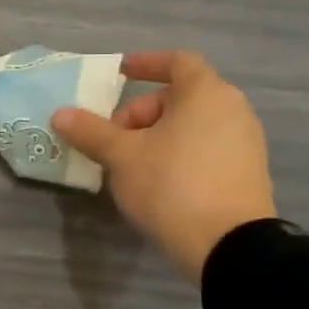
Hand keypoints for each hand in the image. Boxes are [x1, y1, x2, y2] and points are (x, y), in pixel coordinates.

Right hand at [51, 50, 276, 281]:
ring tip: (128, 164)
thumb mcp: (122, 157)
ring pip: (191, 126)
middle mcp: (233, 110)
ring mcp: (245, 143)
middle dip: (140, 113)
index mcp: (206, 93)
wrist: (230, 247)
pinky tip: (156, 183)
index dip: (146, 63)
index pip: (177, 61)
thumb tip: (60, 114)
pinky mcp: (248, 173)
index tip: (119, 73)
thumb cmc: (172, 185)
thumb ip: (91, 131)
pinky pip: (205, 149)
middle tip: (113, 139)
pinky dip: (178, 154)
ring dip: (156, 136)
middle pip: (179, 97)